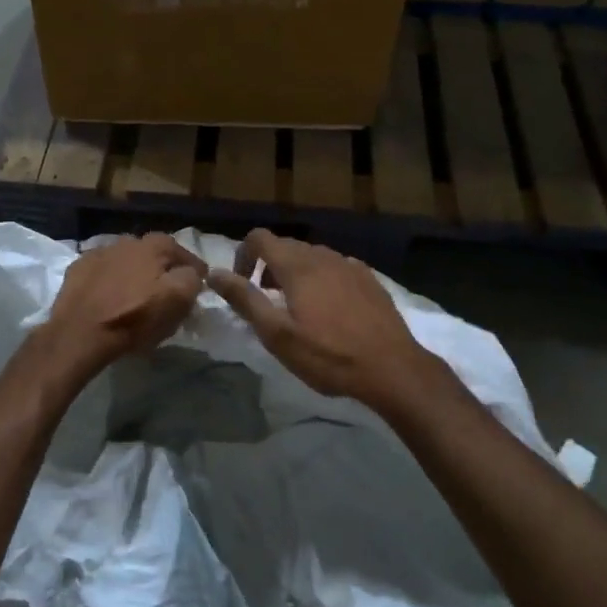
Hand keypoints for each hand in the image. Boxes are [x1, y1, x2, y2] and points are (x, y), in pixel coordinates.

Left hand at [41, 233, 206, 374]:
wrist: (81, 332)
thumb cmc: (135, 317)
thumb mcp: (177, 300)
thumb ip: (191, 279)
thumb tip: (191, 273)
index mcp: (154, 246)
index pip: (182, 251)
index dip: (193, 268)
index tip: (199, 283)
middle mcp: (127, 241)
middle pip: (152, 253)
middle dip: (162, 267)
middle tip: (166, 288)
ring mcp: (99, 253)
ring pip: (125, 260)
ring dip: (134, 272)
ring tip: (136, 292)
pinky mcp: (78, 269)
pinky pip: (102, 271)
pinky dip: (110, 279)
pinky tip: (109, 294)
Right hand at [206, 229, 437, 407]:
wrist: (392, 368)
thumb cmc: (329, 355)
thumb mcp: (277, 334)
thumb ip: (245, 299)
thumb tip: (214, 273)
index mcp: (297, 266)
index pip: (260, 238)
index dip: (243, 255)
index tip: (242, 285)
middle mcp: (323, 256)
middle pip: (286, 246)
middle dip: (268, 267)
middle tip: (266, 301)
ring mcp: (350, 265)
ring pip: (312, 256)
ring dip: (295, 272)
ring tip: (297, 307)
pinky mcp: (370, 279)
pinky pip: (336, 267)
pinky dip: (322, 278)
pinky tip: (330, 308)